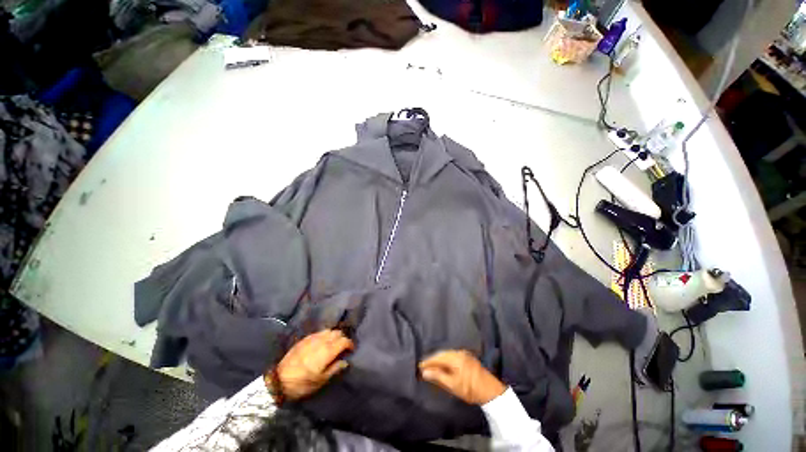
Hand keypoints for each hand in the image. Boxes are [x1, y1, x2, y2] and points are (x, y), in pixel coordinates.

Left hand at [268, 329, 353, 400]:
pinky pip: (319, 332)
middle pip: (337, 333)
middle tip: (342, 347)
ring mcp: (312, 338)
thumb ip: (335, 368)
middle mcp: (322, 341)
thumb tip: (345, 362)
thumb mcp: (321, 380)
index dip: (350, 344)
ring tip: (333, 344)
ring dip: (333, 335)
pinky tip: (322, 343)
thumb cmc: (302, 383)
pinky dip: (324, 335)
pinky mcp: (304, 339)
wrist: (279, 381)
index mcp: (327, 351)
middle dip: (342, 338)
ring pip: (328, 330)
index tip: (351, 350)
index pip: (344, 341)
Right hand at [419, 350, 505, 404]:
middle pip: (442, 354)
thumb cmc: (470, 389)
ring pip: (447, 355)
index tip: (419, 366)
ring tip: (432, 366)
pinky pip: (453, 356)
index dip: (428, 361)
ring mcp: (464, 354)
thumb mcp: (452, 385)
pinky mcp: (467, 358)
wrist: (490, 391)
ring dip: (439, 360)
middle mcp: (458, 352)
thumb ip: (438, 376)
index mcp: (454, 357)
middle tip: (424, 366)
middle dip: (433, 360)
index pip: (437, 357)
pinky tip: (443, 366)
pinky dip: (446, 360)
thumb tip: (424, 372)